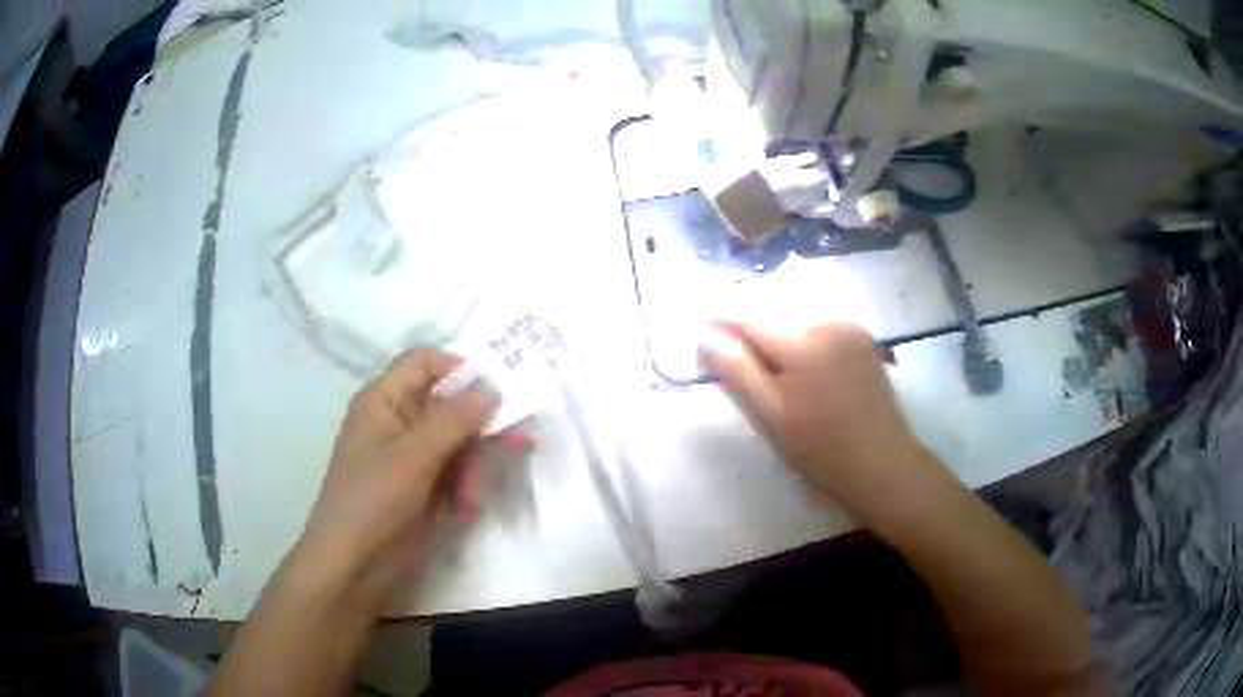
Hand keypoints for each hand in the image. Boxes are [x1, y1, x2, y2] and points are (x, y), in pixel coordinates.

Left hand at [294, 350, 496, 607]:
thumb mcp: (414, 455)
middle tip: (518, 438)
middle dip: (478, 425)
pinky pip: (454, 472)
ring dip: (472, 467)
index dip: (459, 367)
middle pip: (448, 405)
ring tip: (470, 497)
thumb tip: (492, 388)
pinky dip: (463, 488)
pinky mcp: (422, 486)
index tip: (499, 383)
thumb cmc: (374, 498)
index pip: (423, 363)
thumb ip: (455, 419)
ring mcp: (410, 456)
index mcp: (383, 400)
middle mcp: (397, 421)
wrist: (354, 563)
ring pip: (457, 442)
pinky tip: (463, 509)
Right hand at [701, 321, 940, 520]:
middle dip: (749, 331)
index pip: (749, 318)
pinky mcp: (863, 341)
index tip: (698, 326)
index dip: (720, 320)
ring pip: (798, 323)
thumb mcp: (771, 415)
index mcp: (803, 341)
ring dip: (776, 337)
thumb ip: (737, 370)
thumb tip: (704, 335)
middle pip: (775, 316)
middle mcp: (828, 323)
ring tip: (765, 367)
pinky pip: (820, 330)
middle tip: (729, 356)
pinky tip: (801, 370)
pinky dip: (802, 342)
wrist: (883, 465)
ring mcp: (851, 330)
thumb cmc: (822, 449)